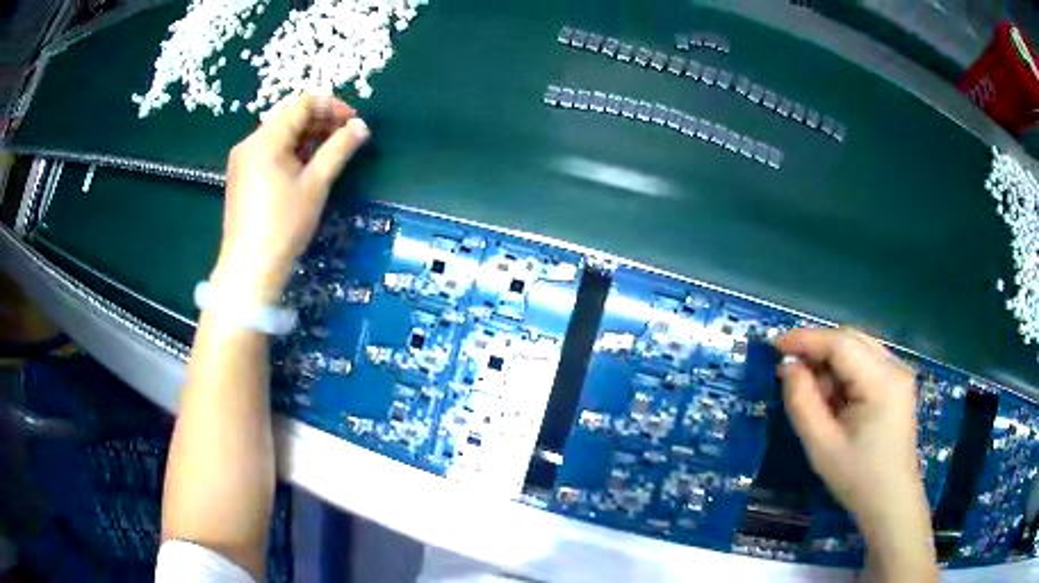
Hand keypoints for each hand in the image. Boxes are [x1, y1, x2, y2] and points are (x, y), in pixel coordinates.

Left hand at [212, 94, 368, 303]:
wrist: (250, 268)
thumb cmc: (284, 225)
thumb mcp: (316, 184)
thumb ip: (339, 149)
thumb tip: (361, 127)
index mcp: (265, 139)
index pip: (302, 103)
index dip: (332, 106)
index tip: (353, 122)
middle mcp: (250, 142)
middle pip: (289, 115)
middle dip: (320, 121)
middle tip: (345, 137)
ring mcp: (242, 159)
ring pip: (279, 133)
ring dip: (307, 136)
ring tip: (329, 153)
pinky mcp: (241, 175)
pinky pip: (269, 150)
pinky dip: (290, 150)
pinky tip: (305, 166)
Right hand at [774, 328, 936, 581]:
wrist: (891, 501)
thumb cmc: (857, 478)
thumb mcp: (821, 446)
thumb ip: (802, 402)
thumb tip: (787, 367)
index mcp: (882, 381)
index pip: (841, 343)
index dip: (806, 339)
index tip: (775, 345)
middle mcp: (895, 366)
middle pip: (851, 339)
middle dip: (818, 349)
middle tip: (790, 369)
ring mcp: (900, 373)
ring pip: (858, 348)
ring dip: (831, 362)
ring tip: (813, 393)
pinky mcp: (898, 383)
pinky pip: (866, 362)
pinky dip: (844, 372)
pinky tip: (835, 398)